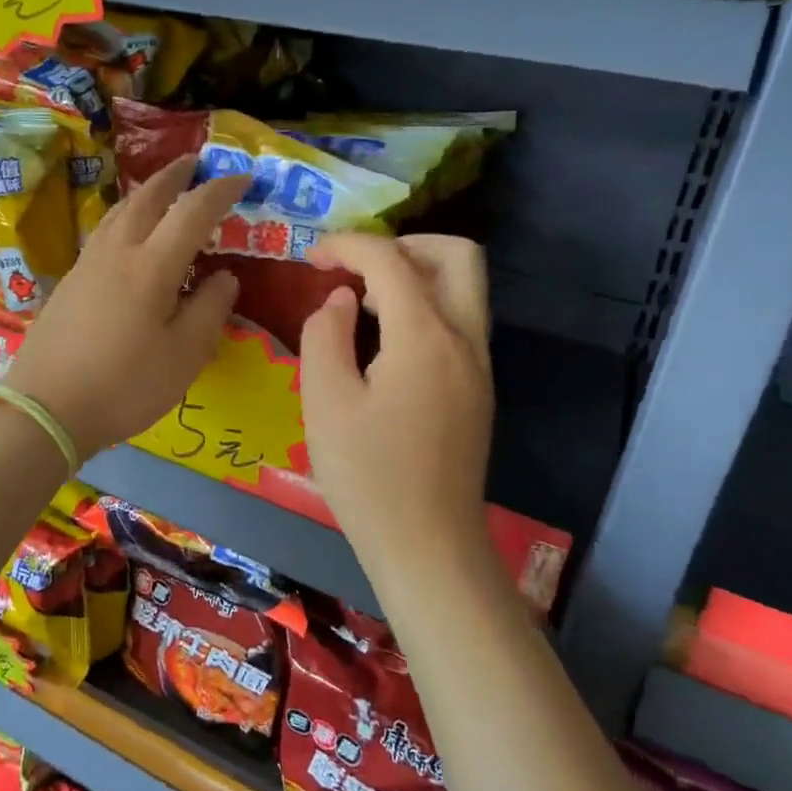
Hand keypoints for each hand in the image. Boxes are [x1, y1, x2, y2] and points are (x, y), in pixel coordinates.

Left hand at [5, 156, 248, 458]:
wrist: (46, 408)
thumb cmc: (125, 385)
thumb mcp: (184, 355)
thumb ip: (210, 309)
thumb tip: (224, 276)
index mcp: (151, 266)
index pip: (193, 211)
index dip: (221, 190)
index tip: (243, 178)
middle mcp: (117, 252)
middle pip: (148, 197)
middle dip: (175, 175)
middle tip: (195, 162)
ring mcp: (87, 264)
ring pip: (119, 210)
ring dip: (147, 191)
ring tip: (163, 189)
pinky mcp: (70, 281)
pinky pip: (104, 230)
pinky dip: (126, 215)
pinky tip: (128, 232)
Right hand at [299, 234, 493, 565]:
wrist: (428, 545)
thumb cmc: (368, 475)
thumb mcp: (325, 401)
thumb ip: (326, 334)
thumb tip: (342, 301)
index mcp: (426, 336)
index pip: (391, 259)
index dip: (349, 245)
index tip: (312, 256)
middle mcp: (464, 339)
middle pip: (456, 255)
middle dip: (404, 244)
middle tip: (358, 269)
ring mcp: (479, 366)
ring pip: (463, 288)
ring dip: (416, 276)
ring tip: (363, 304)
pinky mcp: (478, 390)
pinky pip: (458, 322)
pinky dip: (424, 308)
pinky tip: (384, 342)